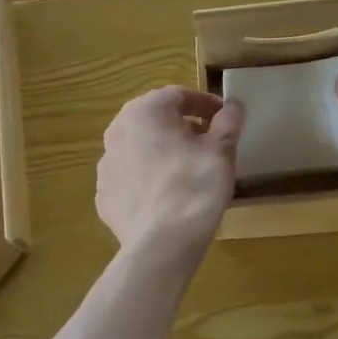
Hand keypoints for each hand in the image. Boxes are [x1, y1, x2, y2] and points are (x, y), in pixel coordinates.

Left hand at [96, 88, 243, 259]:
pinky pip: (130, 178)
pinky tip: (166, 196)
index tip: (224, 119)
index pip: (179, 95)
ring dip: (162, 152)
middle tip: (207, 143)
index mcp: (144, 111)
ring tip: (187, 171)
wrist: (163, 243)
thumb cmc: (195, 186)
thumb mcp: (221, 151)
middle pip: (155, 120)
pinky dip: (147, 179)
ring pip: (140, 149)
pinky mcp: (104, 195)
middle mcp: (117, 131)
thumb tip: (233, 105)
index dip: (205, 104)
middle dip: (182, 127)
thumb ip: (228, 122)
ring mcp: (105, 165)